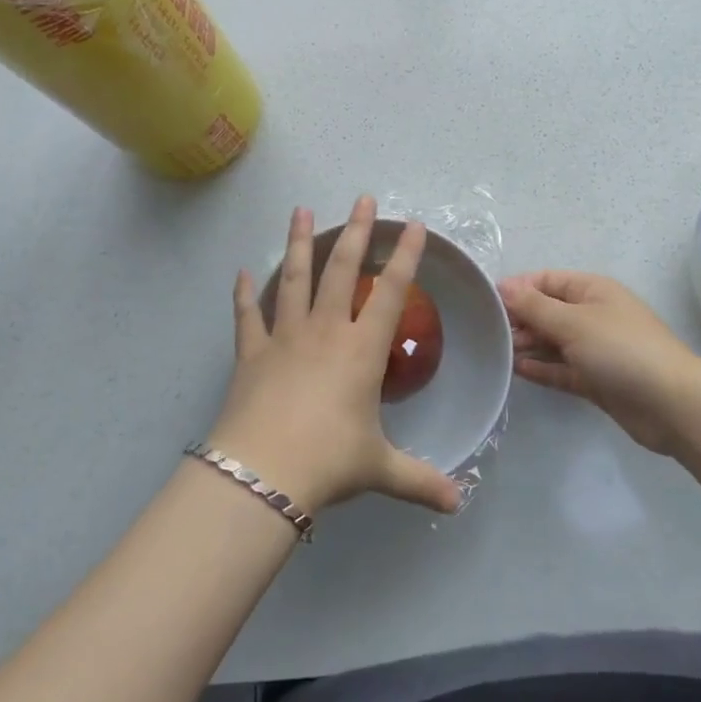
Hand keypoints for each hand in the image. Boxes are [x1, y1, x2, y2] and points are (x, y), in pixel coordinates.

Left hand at [207, 197, 462, 517]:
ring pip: (294, 278)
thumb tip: (459, 502)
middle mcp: (325, 331)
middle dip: (356, 232)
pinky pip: (246, 316)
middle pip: (341, 270)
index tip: (414, 226)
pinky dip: (243, 294)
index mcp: (361, 350)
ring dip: (299, 242)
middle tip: (362, 198)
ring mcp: (284, 337)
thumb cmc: (329, 462)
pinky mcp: (250, 353)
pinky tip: (241, 272)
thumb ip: (420, 481)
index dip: (405, 257)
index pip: (390, 292)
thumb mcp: (380, 470)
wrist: (262, 473)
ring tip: (301, 210)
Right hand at [500, 271, 700, 456]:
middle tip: (489, 333)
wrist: (672, 405)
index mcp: (592, 290)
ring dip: (528, 345)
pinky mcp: (596, 380)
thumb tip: (503, 287)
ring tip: (497, 352)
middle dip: (520, 319)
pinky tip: (517, 370)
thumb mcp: (572, 322)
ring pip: (553, 341)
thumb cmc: (621, 350)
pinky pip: (562, 369)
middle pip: (547, 311)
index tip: (486, 302)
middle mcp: (593, 315)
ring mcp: (595, 349)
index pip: (546, 280)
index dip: (518, 288)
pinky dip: (542, 368)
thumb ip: (534, 306)